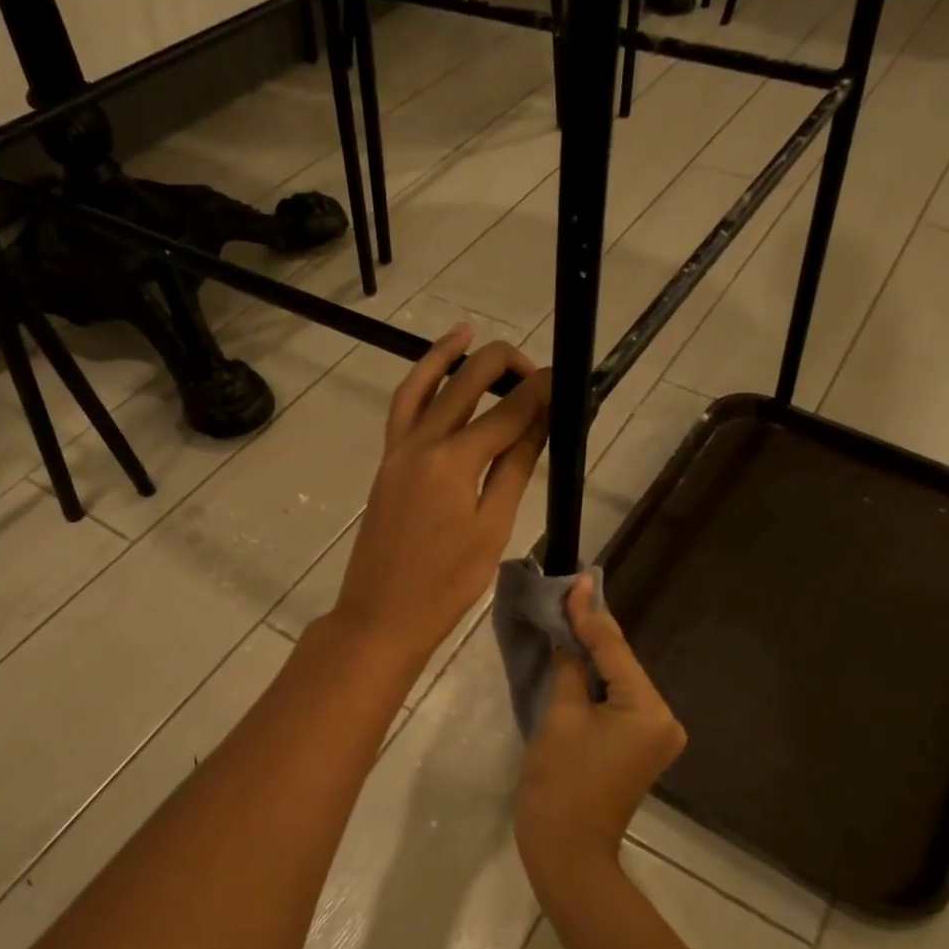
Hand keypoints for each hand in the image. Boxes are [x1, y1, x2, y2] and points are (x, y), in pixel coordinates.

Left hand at [331, 326, 551, 664]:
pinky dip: (420, 385)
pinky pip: (402, 411)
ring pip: (423, 386)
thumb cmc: (446, 585)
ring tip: (470, 332)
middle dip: (503, 365)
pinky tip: (437, 378)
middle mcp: (422, 442)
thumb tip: (542, 418)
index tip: (567, 378)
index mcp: (454, 461)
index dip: (541, 391)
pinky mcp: (386, 463)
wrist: (381, 616)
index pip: (508, 411)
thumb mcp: (492, 528)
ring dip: (448, 356)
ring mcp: (397, 450)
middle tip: (536, 369)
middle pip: (466, 384)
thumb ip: (515, 467)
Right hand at [514, 576, 686, 882]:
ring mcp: (657, 736)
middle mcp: (665, 719)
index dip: (590, 615)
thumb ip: (569, 667)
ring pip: (621, 683)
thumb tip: (567, 634)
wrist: (566, 851)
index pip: (614, 651)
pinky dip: (599, 683)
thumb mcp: (560, 716)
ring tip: (571, 618)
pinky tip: (580, 659)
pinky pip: (621, 703)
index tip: (576, 581)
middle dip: (594, 633)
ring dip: (595, 657)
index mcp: (649, 710)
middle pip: (623, 665)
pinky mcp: (642, 748)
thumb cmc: (559, 782)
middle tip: (570, 595)